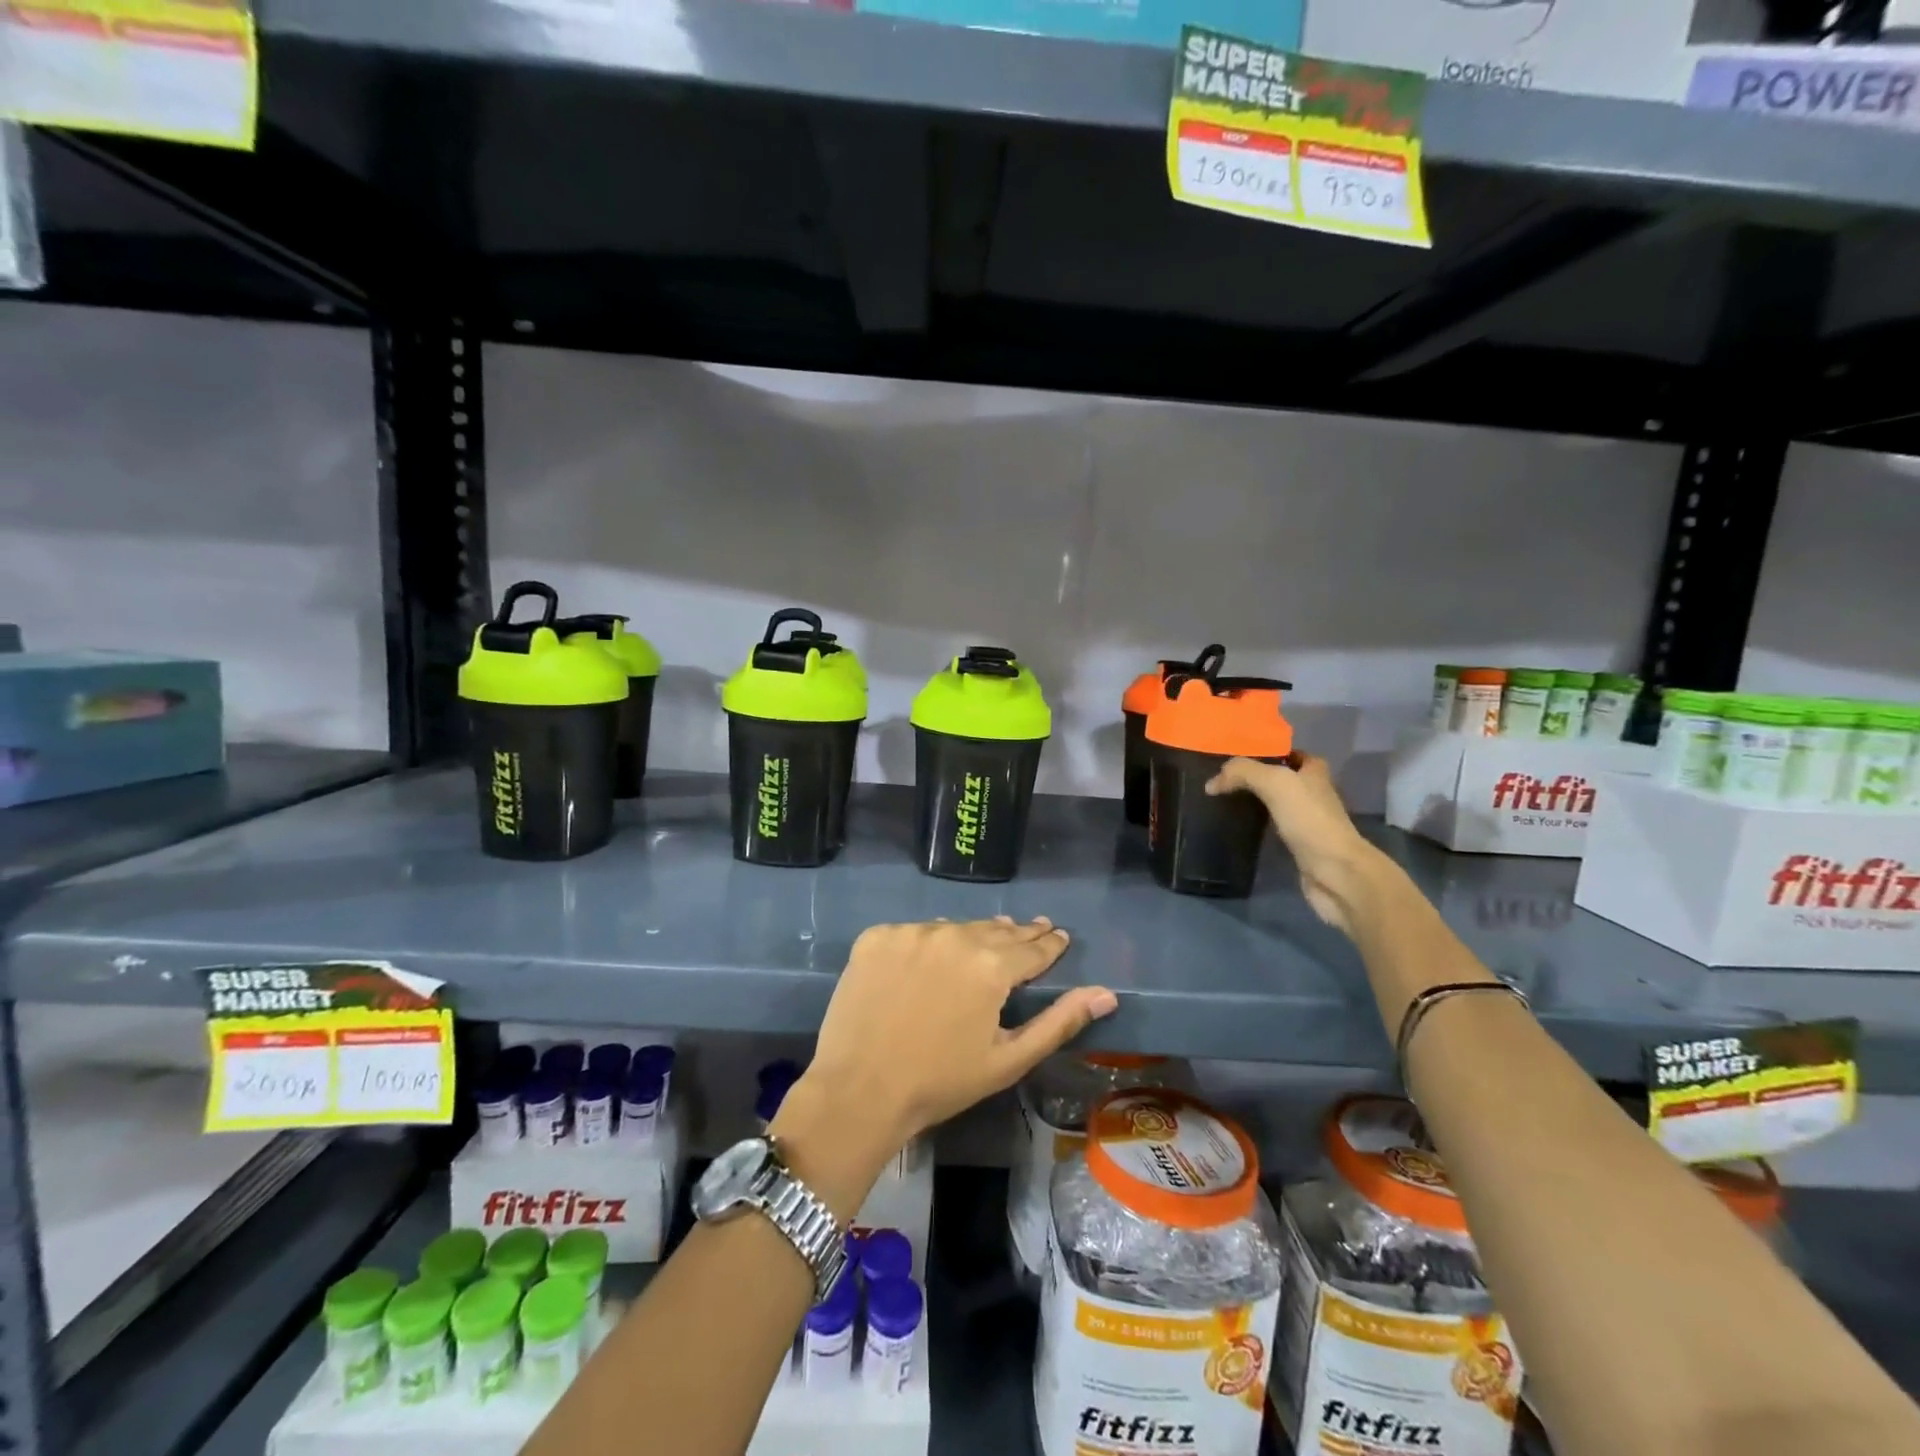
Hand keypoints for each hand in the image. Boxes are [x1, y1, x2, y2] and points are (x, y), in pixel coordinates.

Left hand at [772, 919, 1115, 1210]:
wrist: (859, 1090)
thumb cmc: (942, 1082)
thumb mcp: (1009, 1060)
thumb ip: (1059, 1021)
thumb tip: (1106, 993)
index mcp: (992, 965)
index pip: (1032, 947)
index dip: (1049, 944)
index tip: (1059, 936)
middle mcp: (954, 935)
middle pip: (995, 930)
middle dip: (1016, 934)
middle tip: (1031, 930)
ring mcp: (911, 932)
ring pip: (954, 928)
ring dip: (972, 935)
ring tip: (985, 939)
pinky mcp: (876, 937)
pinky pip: (913, 933)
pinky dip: (926, 943)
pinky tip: (930, 957)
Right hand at [1206, 754, 1382, 936]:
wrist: (1335, 871)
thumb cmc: (1309, 819)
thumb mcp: (1274, 783)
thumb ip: (1242, 772)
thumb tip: (1211, 783)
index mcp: (1314, 772)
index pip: (1290, 753)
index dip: (1267, 751)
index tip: (1237, 755)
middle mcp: (1313, 793)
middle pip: (1282, 777)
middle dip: (1257, 776)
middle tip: (1225, 778)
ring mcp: (1308, 820)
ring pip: (1277, 802)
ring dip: (1255, 800)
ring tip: (1225, 798)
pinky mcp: (1300, 845)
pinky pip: (1274, 827)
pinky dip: (1258, 824)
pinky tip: (1238, 825)